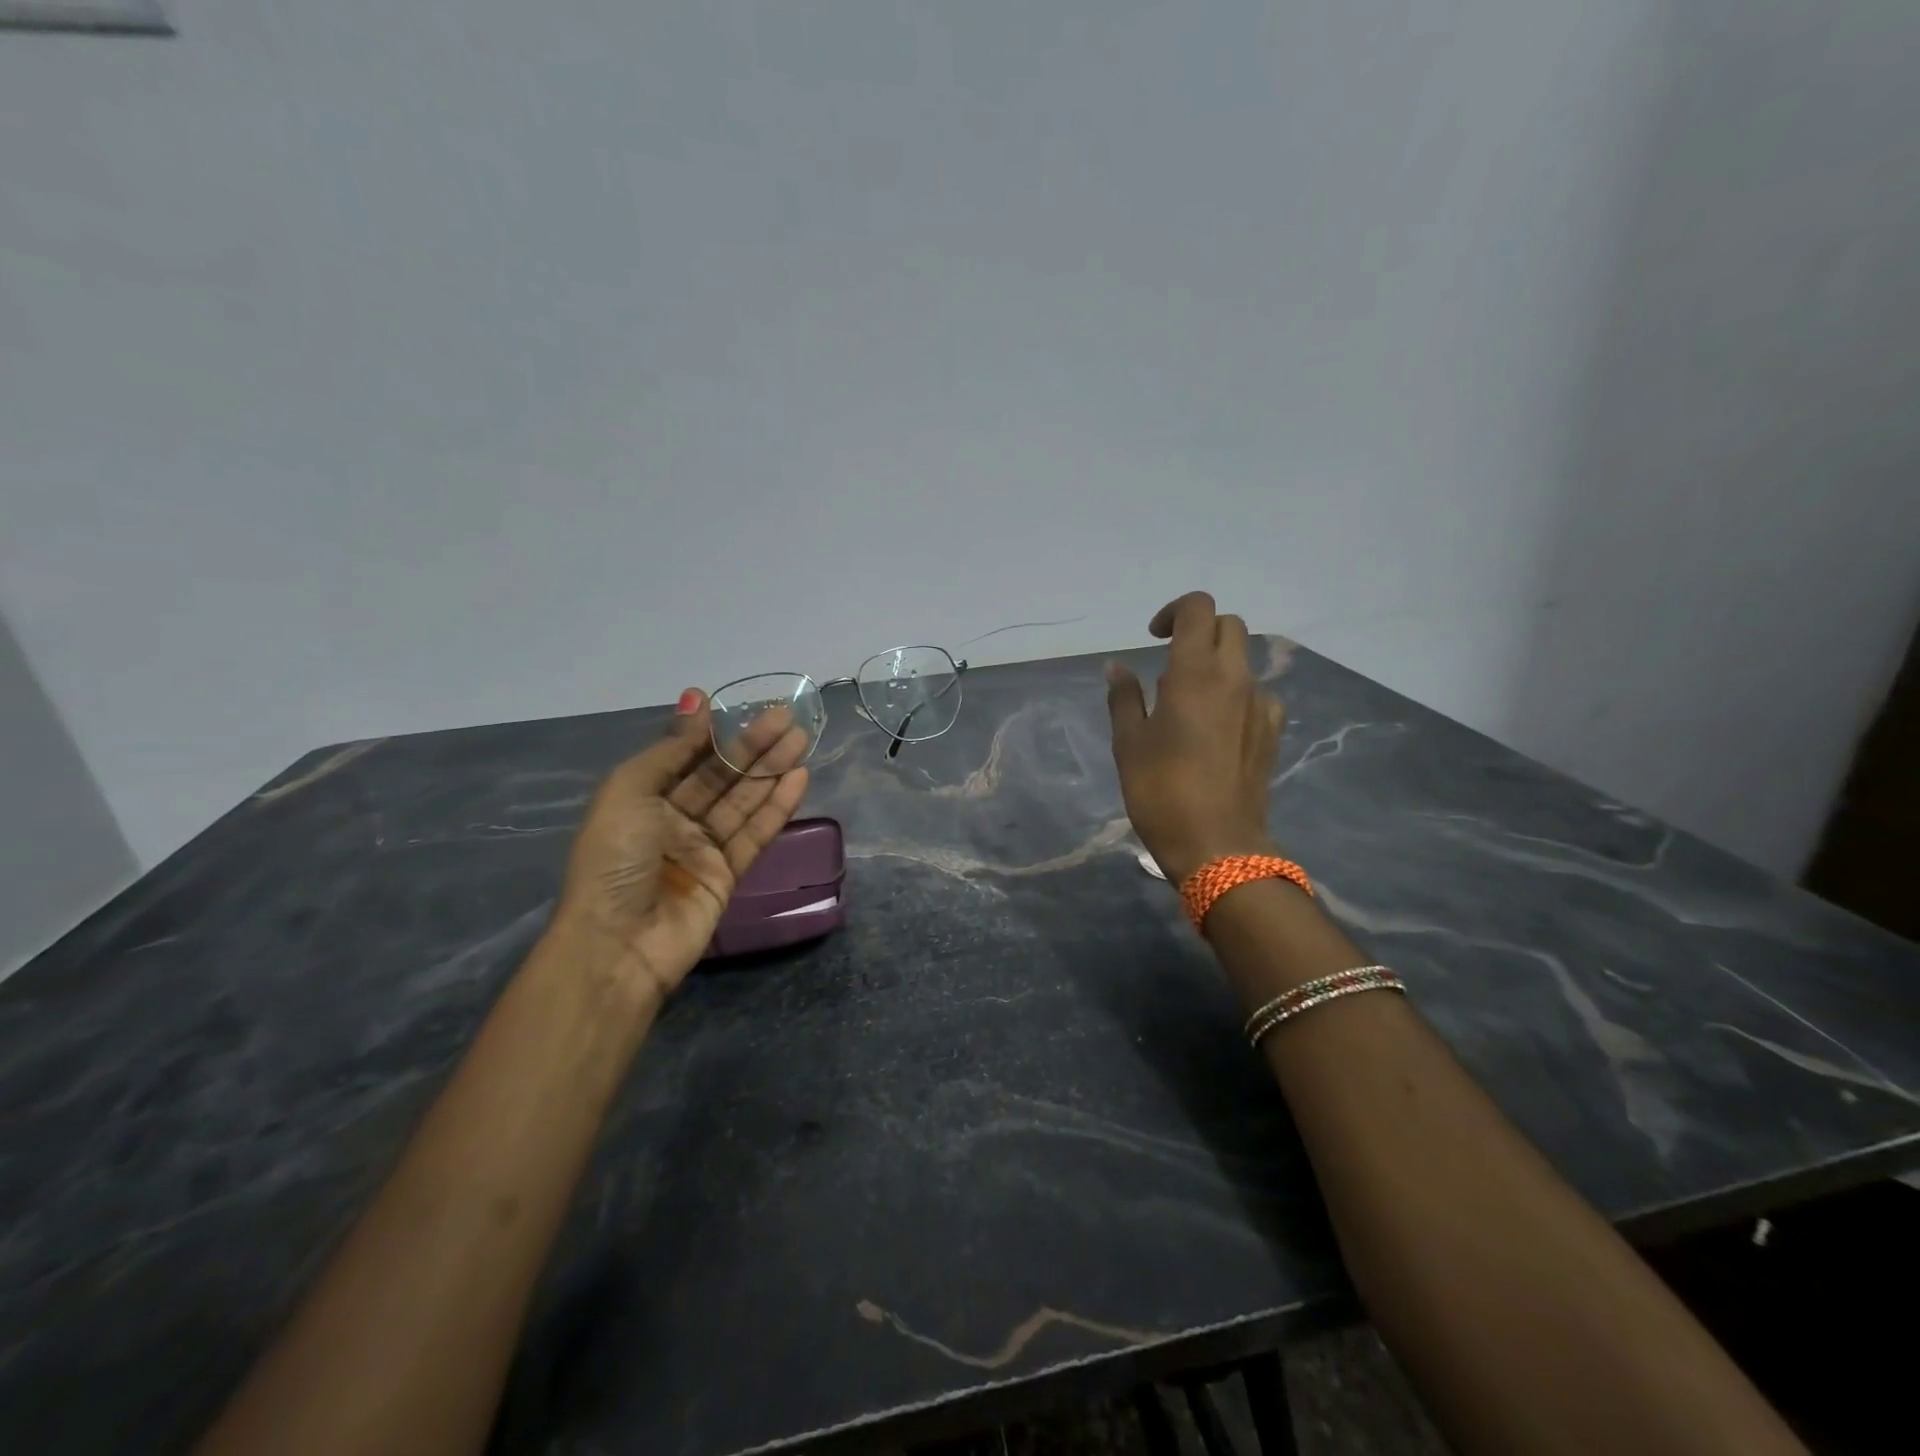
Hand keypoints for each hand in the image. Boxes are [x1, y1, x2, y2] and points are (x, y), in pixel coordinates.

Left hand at [551, 691, 810, 998]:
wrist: (618, 944)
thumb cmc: (615, 859)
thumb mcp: (630, 791)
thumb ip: (671, 748)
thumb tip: (695, 698)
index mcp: (641, 798)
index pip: (685, 757)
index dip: (713, 732)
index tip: (741, 705)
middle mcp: (672, 820)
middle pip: (721, 776)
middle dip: (752, 746)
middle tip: (787, 718)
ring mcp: (702, 849)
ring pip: (743, 801)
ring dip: (771, 770)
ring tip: (801, 739)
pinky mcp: (728, 874)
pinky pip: (755, 833)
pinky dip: (777, 807)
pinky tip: (799, 779)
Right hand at [1106, 591, 1284, 883]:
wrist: (1216, 844)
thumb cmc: (1160, 790)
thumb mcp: (1128, 742)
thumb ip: (1124, 697)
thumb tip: (1116, 667)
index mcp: (1196, 672)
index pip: (1198, 608)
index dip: (1174, 612)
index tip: (1153, 638)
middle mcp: (1235, 678)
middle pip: (1229, 626)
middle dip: (1200, 631)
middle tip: (1171, 661)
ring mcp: (1260, 705)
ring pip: (1244, 661)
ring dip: (1218, 664)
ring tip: (1189, 701)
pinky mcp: (1272, 732)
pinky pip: (1256, 695)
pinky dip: (1236, 695)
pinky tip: (1217, 727)